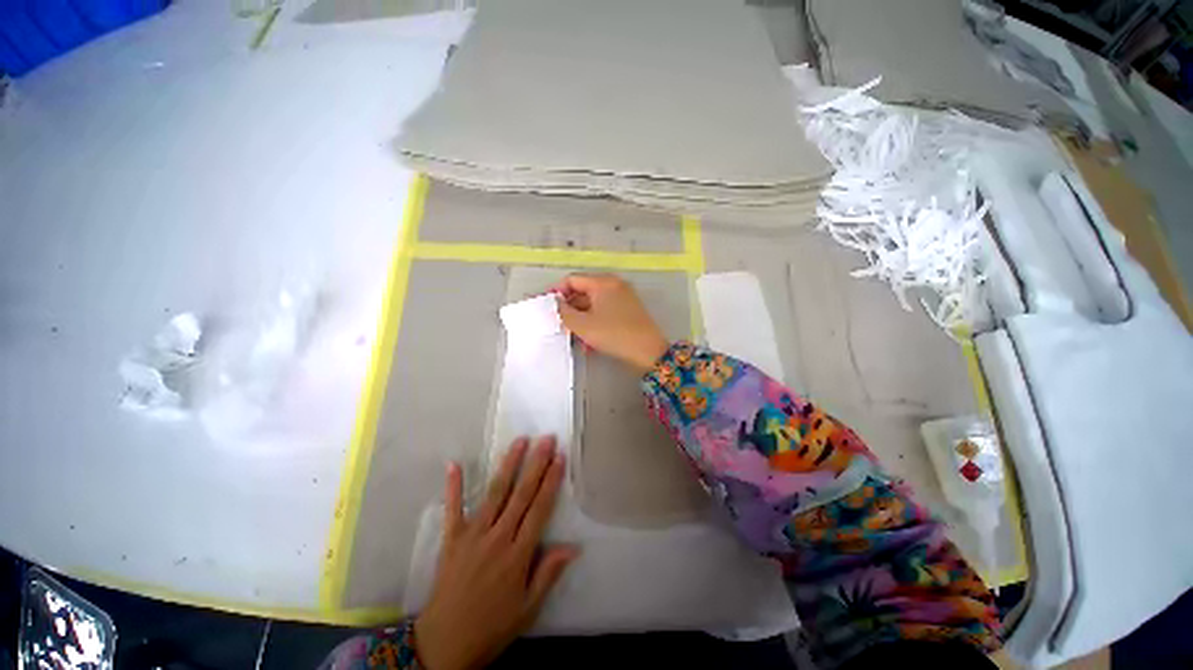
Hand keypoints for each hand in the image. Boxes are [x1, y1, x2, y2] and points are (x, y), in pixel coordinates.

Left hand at [414, 437, 576, 669]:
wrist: (442, 645)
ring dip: (508, 465)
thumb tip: (574, 547)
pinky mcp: (452, 539)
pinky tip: (454, 464)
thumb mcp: (527, 609)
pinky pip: (453, 509)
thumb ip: (548, 574)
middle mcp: (497, 538)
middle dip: (536, 464)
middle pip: (521, 494)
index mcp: (517, 555)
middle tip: (546, 439)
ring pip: (495, 493)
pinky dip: (454, 486)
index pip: (539, 509)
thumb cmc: (491, 627)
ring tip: (520, 441)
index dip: (551, 481)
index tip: (560, 457)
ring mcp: (472, 535)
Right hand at [554, 273, 669, 372]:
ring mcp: (623, 297)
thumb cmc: (613, 334)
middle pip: (583, 291)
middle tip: (559, 323)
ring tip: (573, 336)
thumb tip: (556, 303)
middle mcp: (614, 285)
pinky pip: (605, 311)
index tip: (547, 307)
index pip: (572, 279)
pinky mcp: (628, 310)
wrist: (648, 351)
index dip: (557, 292)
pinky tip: (589, 340)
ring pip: (593, 304)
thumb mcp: (583, 325)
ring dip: (581, 318)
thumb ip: (564, 312)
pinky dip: (594, 321)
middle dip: (569, 308)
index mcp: (603, 282)